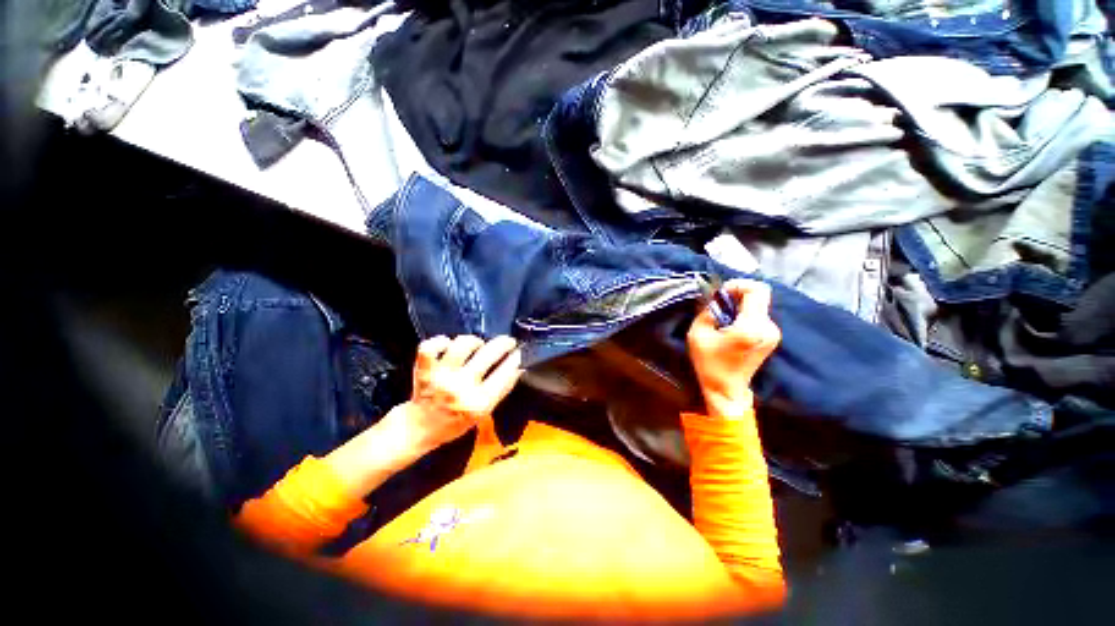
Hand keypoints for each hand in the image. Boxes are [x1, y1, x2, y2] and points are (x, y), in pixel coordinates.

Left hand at [403, 335, 522, 453]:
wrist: (420, 428)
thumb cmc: (456, 421)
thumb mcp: (484, 412)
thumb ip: (501, 390)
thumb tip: (518, 367)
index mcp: (478, 402)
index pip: (504, 374)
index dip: (515, 359)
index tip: (519, 352)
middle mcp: (461, 387)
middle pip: (487, 355)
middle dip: (503, 344)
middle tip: (508, 341)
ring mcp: (441, 376)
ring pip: (461, 345)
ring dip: (474, 341)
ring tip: (478, 345)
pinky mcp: (424, 370)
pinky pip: (430, 347)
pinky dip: (440, 341)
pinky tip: (449, 344)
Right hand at [687, 279, 780, 418]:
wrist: (726, 389)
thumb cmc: (709, 363)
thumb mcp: (698, 334)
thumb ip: (708, 311)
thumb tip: (717, 298)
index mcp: (751, 327)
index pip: (757, 290)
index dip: (739, 285)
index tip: (721, 293)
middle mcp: (768, 328)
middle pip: (758, 296)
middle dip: (736, 295)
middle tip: (718, 306)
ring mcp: (773, 333)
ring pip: (758, 305)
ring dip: (739, 306)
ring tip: (722, 319)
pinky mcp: (772, 337)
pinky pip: (759, 315)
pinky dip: (744, 314)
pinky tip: (731, 327)